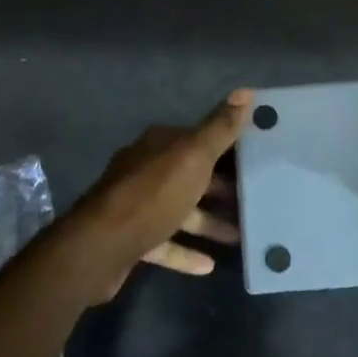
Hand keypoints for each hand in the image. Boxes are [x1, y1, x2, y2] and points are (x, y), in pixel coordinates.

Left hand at [49, 90, 251, 299]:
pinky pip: (166, 243)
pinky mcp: (131, 238)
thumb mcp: (194, 156)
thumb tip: (245, 91)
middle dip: (221, 188)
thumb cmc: (153, 195)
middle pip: (190, 176)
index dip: (227, 148)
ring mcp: (137, 205)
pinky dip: (186, 251)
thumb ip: (220, 128)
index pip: (198, 139)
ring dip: (208, 222)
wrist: (101, 246)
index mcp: (159, 145)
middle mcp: (145, 170)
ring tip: (241, 236)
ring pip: (180, 210)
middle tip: (254, 200)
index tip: (256, 159)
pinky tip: (209, 265)